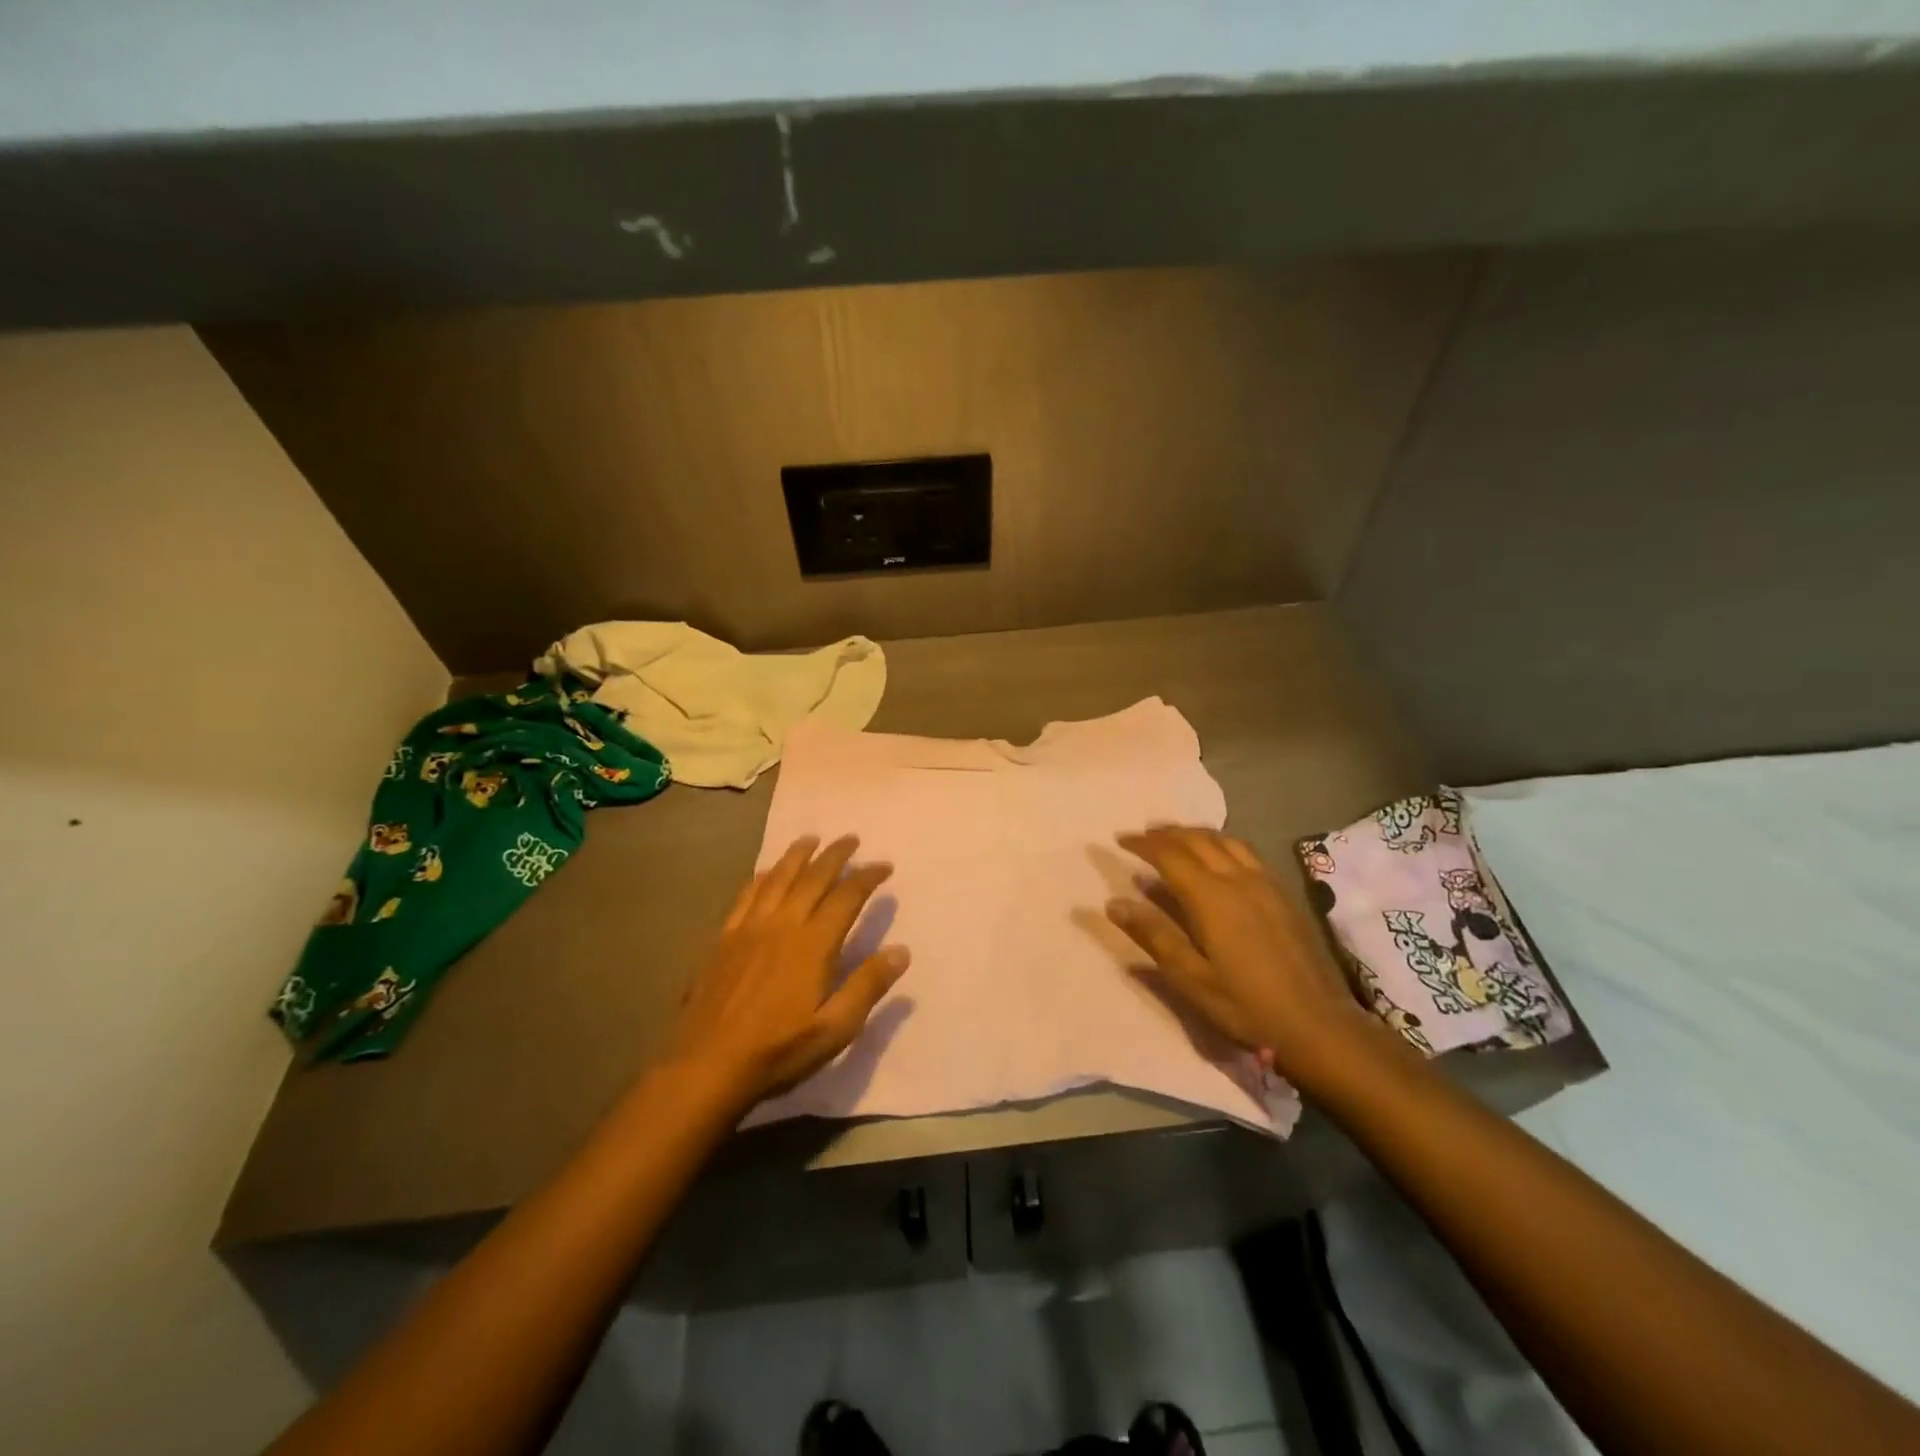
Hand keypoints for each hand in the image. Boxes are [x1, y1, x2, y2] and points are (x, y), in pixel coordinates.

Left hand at [669, 834, 907, 1107]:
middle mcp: (782, 924)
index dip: (867, 877)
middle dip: (836, 855)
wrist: (707, 1066)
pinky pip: (746, 895)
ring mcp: (749, 928)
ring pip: (778, 878)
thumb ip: (868, 985)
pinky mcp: (724, 939)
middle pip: (813, 878)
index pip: (846, 897)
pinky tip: (766, 871)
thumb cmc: (778, 1050)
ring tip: (812, 839)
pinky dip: (762, 877)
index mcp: (813, 944)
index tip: (884, 866)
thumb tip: (901, 950)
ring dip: (798, 855)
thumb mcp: (835, 1028)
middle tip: (851, 839)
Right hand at [1105, 826, 1395, 1093]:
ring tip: (1176, 838)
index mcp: (1210, 897)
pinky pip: (1247, 851)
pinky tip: (1219, 857)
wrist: (1317, 1024)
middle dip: (1167, 833)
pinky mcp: (1283, 893)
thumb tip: (1114, 903)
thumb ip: (1153, 935)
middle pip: (1197, 840)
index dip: (1143, 844)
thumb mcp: (1190, 978)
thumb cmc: (1245, 1005)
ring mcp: (1265, 883)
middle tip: (1143, 835)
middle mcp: (1238, 878)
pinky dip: (1222, 843)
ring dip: (1195, 833)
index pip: (1169, 854)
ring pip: (1225, 840)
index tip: (1120, 840)